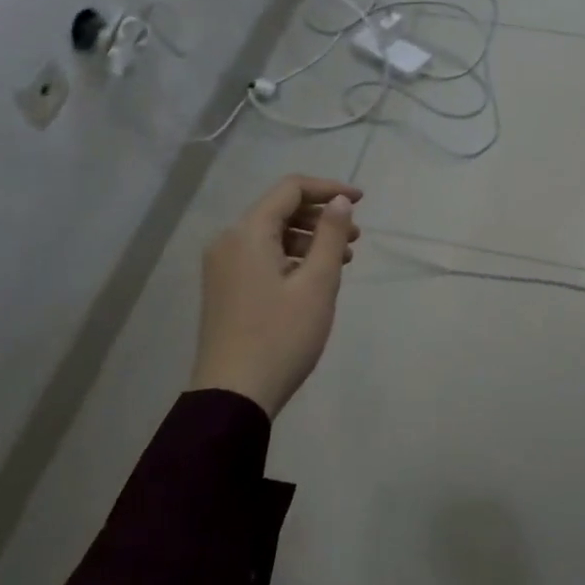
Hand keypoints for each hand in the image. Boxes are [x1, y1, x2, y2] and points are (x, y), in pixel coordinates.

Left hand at [190, 176, 362, 417]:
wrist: (234, 395)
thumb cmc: (281, 336)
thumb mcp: (317, 284)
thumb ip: (330, 235)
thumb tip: (340, 201)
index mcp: (247, 233)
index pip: (290, 189)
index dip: (328, 188)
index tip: (361, 201)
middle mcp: (229, 241)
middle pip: (279, 210)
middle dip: (321, 217)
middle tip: (355, 238)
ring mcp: (223, 266)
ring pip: (271, 235)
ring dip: (309, 239)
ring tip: (343, 260)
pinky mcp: (225, 288)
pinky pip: (261, 256)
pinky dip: (291, 257)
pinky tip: (315, 277)